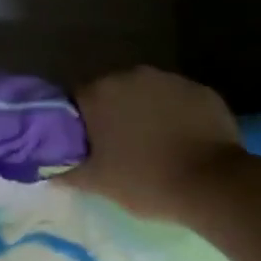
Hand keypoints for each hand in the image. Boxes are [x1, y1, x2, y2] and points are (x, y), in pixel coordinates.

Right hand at [71, 66, 252, 220]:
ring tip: (156, 144)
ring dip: (146, 111)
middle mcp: (130, 76)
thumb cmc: (146, 181)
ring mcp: (168, 79)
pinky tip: (185, 140)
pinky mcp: (200, 89)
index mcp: (99, 93)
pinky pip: (179, 99)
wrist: (213, 185)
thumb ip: (68, 172)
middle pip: (113, 91)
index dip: (81, 122)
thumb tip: (47, 172)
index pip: (78, 100)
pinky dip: (177, 114)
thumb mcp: (100, 183)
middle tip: (122, 146)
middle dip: (114, 113)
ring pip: (147, 93)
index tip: (89, 144)